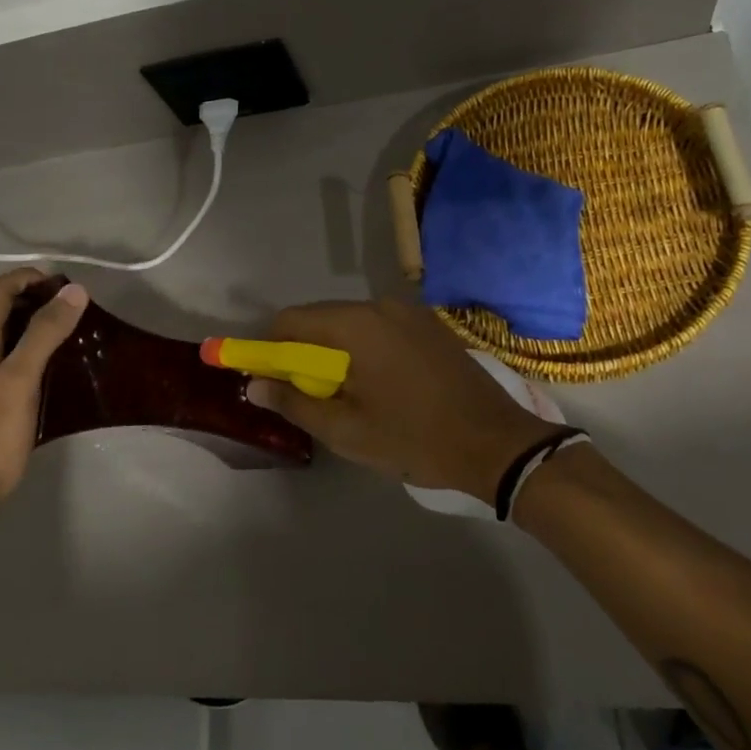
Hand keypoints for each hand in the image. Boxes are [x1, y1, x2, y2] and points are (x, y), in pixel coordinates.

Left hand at [0, 269, 88, 503]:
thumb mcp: (20, 379)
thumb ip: (44, 333)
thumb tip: (73, 291)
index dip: (28, 278)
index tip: (65, 287)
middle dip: (26, 300)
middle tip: (64, 311)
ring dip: (21, 326)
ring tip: (57, 337)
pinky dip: (17, 351)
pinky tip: (40, 373)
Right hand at [249, 298, 557, 502]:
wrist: (496, 443)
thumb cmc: (414, 438)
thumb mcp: (346, 430)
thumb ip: (294, 403)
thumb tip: (254, 385)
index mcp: (356, 325)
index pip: (290, 321)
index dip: (268, 348)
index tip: (267, 381)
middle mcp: (380, 305)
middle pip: (320, 319)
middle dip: (302, 354)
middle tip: (306, 397)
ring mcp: (410, 313)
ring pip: (350, 325)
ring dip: (334, 353)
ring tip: (344, 396)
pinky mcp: (429, 326)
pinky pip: (379, 329)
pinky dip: (363, 350)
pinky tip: (378, 386)